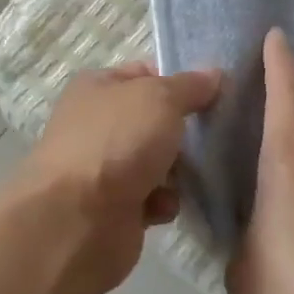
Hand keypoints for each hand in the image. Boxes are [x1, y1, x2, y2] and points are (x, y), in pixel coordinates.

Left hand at [18, 62, 221, 292]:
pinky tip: (163, 206)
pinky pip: (152, 198)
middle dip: (183, 131)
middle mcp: (96, 124)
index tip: (213, 95)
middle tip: (213, 136)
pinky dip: (162, 202)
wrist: (80, 219)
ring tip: (191, 175)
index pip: (145, 74)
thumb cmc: (118, 143)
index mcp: (97, 87)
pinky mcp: (112, 208)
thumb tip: (213, 76)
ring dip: (178, 171)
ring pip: (157, 162)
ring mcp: (102, 167)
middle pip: (154, 121)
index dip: (178, 82)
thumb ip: (190, 86)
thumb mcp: (161, 98)